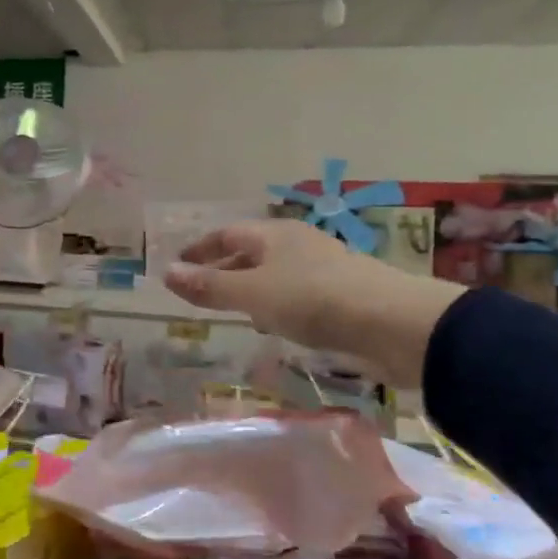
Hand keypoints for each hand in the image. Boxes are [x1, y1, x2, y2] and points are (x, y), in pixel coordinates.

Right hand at [163, 220, 465, 388]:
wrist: (392, 323)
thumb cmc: (313, 299)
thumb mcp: (252, 294)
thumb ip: (209, 287)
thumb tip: (165, 273)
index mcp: (274, 235)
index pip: (227, 233)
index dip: (200, 248)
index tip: (179, 265)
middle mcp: (297, 245)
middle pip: (250, 252)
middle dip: (223, 268)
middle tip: (198, 290)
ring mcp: (322, 269)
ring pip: (274, 274)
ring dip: (249, 288)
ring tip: (230, 310)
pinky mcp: (341, 295)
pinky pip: (295, 294)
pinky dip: (275, 304)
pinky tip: (273, 324)